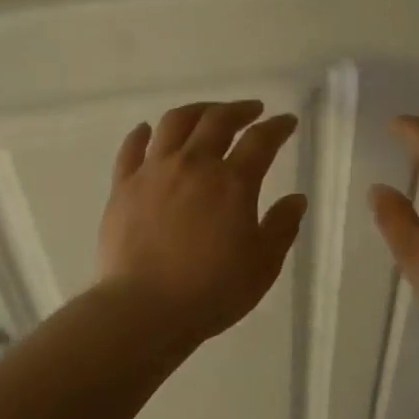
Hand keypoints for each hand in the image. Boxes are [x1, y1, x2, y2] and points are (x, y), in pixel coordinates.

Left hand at [97, 100, 306, 343]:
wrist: (144, 309)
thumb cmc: (212, 291)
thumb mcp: (262, 265)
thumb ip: (282, 227)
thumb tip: (296, 199)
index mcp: (232, 182)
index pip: (260, 141)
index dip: (277, 127)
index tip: (287, 122)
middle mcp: (193, 165)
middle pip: (216, 121)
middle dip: (238, 110)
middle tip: (251, 110)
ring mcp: (153, 172)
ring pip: (174, 123)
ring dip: (196, 111)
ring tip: (207, 114)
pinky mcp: (122, 187)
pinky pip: (131, 149)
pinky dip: (143, 134)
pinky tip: (149, 130)